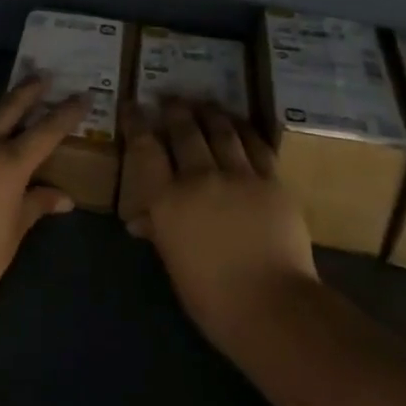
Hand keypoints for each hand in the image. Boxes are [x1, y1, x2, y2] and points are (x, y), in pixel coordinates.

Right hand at [121, 100, 318, 354]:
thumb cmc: (213, 298)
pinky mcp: (272, 181)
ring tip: (203, 103)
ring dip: (209, 113)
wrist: (273, 307)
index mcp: (168, 200)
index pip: (145, 149)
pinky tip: (240, 125)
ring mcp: (239, 175)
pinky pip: (256, 145)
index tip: (132, 106)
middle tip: (170, 98)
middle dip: (174, 110)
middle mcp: (200, 177)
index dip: (136, 123)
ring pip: (221, 130)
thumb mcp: (175, 263)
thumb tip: (141, 220)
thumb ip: (160, 230)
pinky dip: (244, 130)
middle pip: (184, 131)